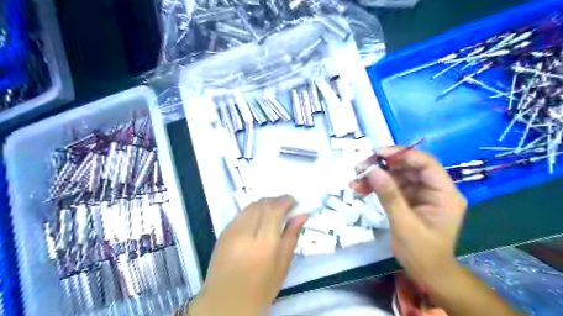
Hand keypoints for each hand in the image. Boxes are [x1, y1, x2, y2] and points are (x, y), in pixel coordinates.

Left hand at [188, 195, 307, 315]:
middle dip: (276, 200)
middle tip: (286, 206)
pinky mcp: (223, 232)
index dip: (285, 200)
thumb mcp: (283, 265)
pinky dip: (253, 211)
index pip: (275, 209)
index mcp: (264, 243)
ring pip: (251, 206)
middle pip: (262, 204)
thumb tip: (302, 215)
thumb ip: (292, 236)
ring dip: (264, 204)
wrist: (226, 302)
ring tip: (272, 212)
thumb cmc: (261, 288)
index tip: (294, 201)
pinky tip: (257, 220)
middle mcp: (246, 232)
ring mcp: (232, 231)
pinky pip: (241, 213)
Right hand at [351, 147, 466, 287]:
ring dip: (376, 177)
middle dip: (383, 167)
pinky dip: (376, 187)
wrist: (425, 272)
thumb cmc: (421, 252)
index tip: (378, 154)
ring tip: (355, 181)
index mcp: (444, 194)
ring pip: (397, 176)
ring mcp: (421, 194)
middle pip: (408, 167)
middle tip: (360, 167)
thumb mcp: (404, 223)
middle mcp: (434, 189)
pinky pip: (392, 187)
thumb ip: (389, 195)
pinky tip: (360, 189)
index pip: (426, 164)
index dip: (402, 154)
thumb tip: (373, 170)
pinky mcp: (410, 199)